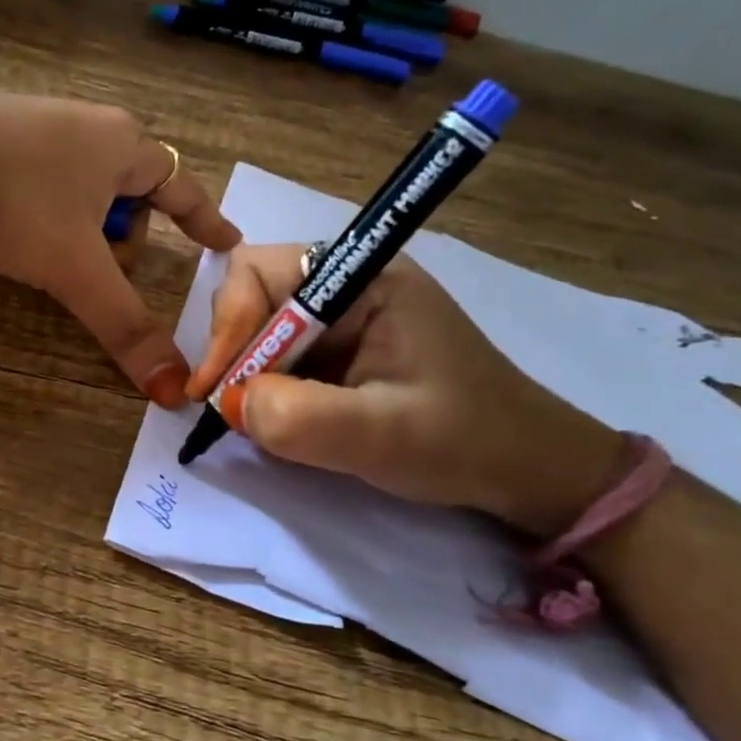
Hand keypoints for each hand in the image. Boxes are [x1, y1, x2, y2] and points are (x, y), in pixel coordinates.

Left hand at [0, 86, 241, 406]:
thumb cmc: (17, 200)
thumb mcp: (77, 270)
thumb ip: (125, 326)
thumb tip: (174, 389)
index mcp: (123, 146)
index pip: (182, 188)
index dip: (206, 221)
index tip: (227, 241)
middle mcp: (87, 127)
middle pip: (130, 194)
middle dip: (121, 239)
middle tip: (96, 269)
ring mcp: (37, 125)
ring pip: (82, 190)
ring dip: (79, 229)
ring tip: (47, 254)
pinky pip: (40, 182)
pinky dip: (41, 213)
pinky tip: (10, 229)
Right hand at [187, 244, 623, 537]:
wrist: (524, 469)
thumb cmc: (463, 443)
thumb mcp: (381, 435)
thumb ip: (299, 417)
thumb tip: (228, 403)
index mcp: (365, 277)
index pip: (260, 271)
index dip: (229, 325)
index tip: (216, 389)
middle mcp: (346, 284)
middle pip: (251, 294)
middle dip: (232, 350)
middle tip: (229, 407)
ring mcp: (342, 316)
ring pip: (258, 327)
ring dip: (244, 372)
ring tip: (252, 418)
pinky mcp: (339, 349)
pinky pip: (277, 355)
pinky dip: (262, 386)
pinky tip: (276, 418)